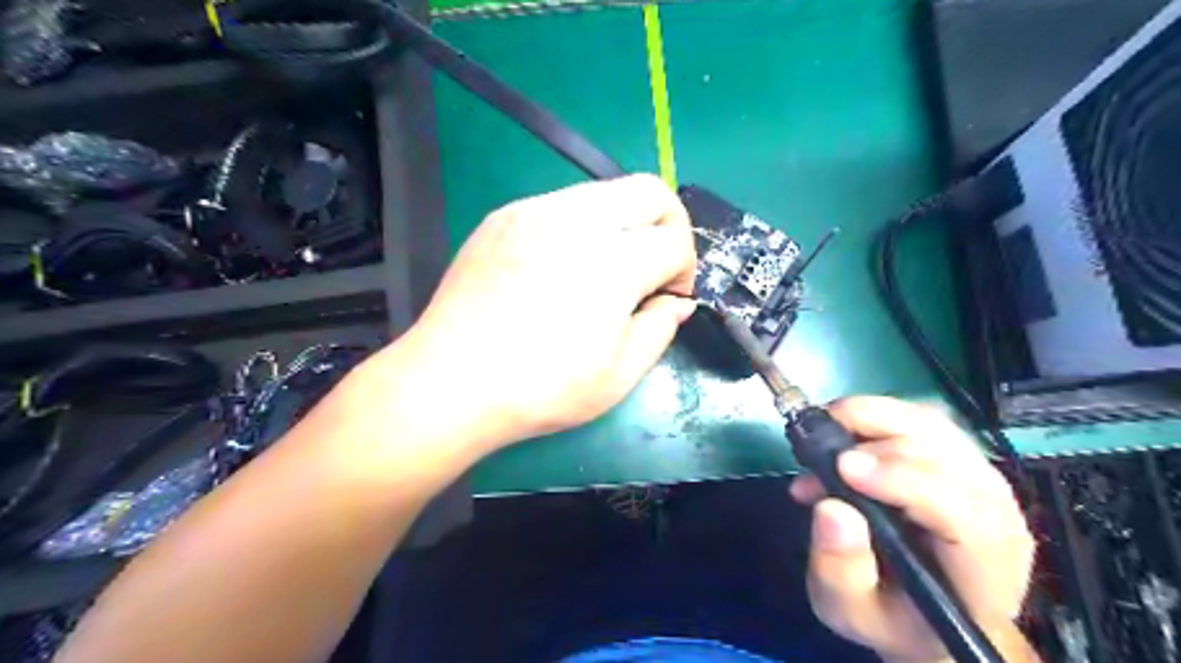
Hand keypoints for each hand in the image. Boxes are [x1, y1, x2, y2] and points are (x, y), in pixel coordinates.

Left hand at [390, 176, 699, 452]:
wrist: (450, 382)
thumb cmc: (540, 389)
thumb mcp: (618, 377)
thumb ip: (660, 329)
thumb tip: (676, 301)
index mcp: (612, 264)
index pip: (675, 239)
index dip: (684, 270)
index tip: (667, 299)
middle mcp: (576, 221)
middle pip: (649, 191)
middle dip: (668, 226)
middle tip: (654, 268)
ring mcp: (534, 211)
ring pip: (606, 191)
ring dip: (624, 224)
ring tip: (605, 270)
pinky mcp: (504, 216)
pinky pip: (563, 203)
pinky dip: (582, 226)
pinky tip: (561, 267)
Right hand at [793, 397, 1035, 659]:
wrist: (925, 610)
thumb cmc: (892, 615)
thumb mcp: (851, 610)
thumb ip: (840, 569)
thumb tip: (833, 507)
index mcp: (983, 567)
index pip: (962, 514)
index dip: (903, 481)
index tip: (843, 467)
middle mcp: (994, 513)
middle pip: (945, 456)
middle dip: (873, 444)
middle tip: (815, 454)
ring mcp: (979, 478)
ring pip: (932, 426)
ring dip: (871, 418)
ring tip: (823, 432)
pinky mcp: (958, 457)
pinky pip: (920, 419)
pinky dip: (875, 415)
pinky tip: (842, 430)